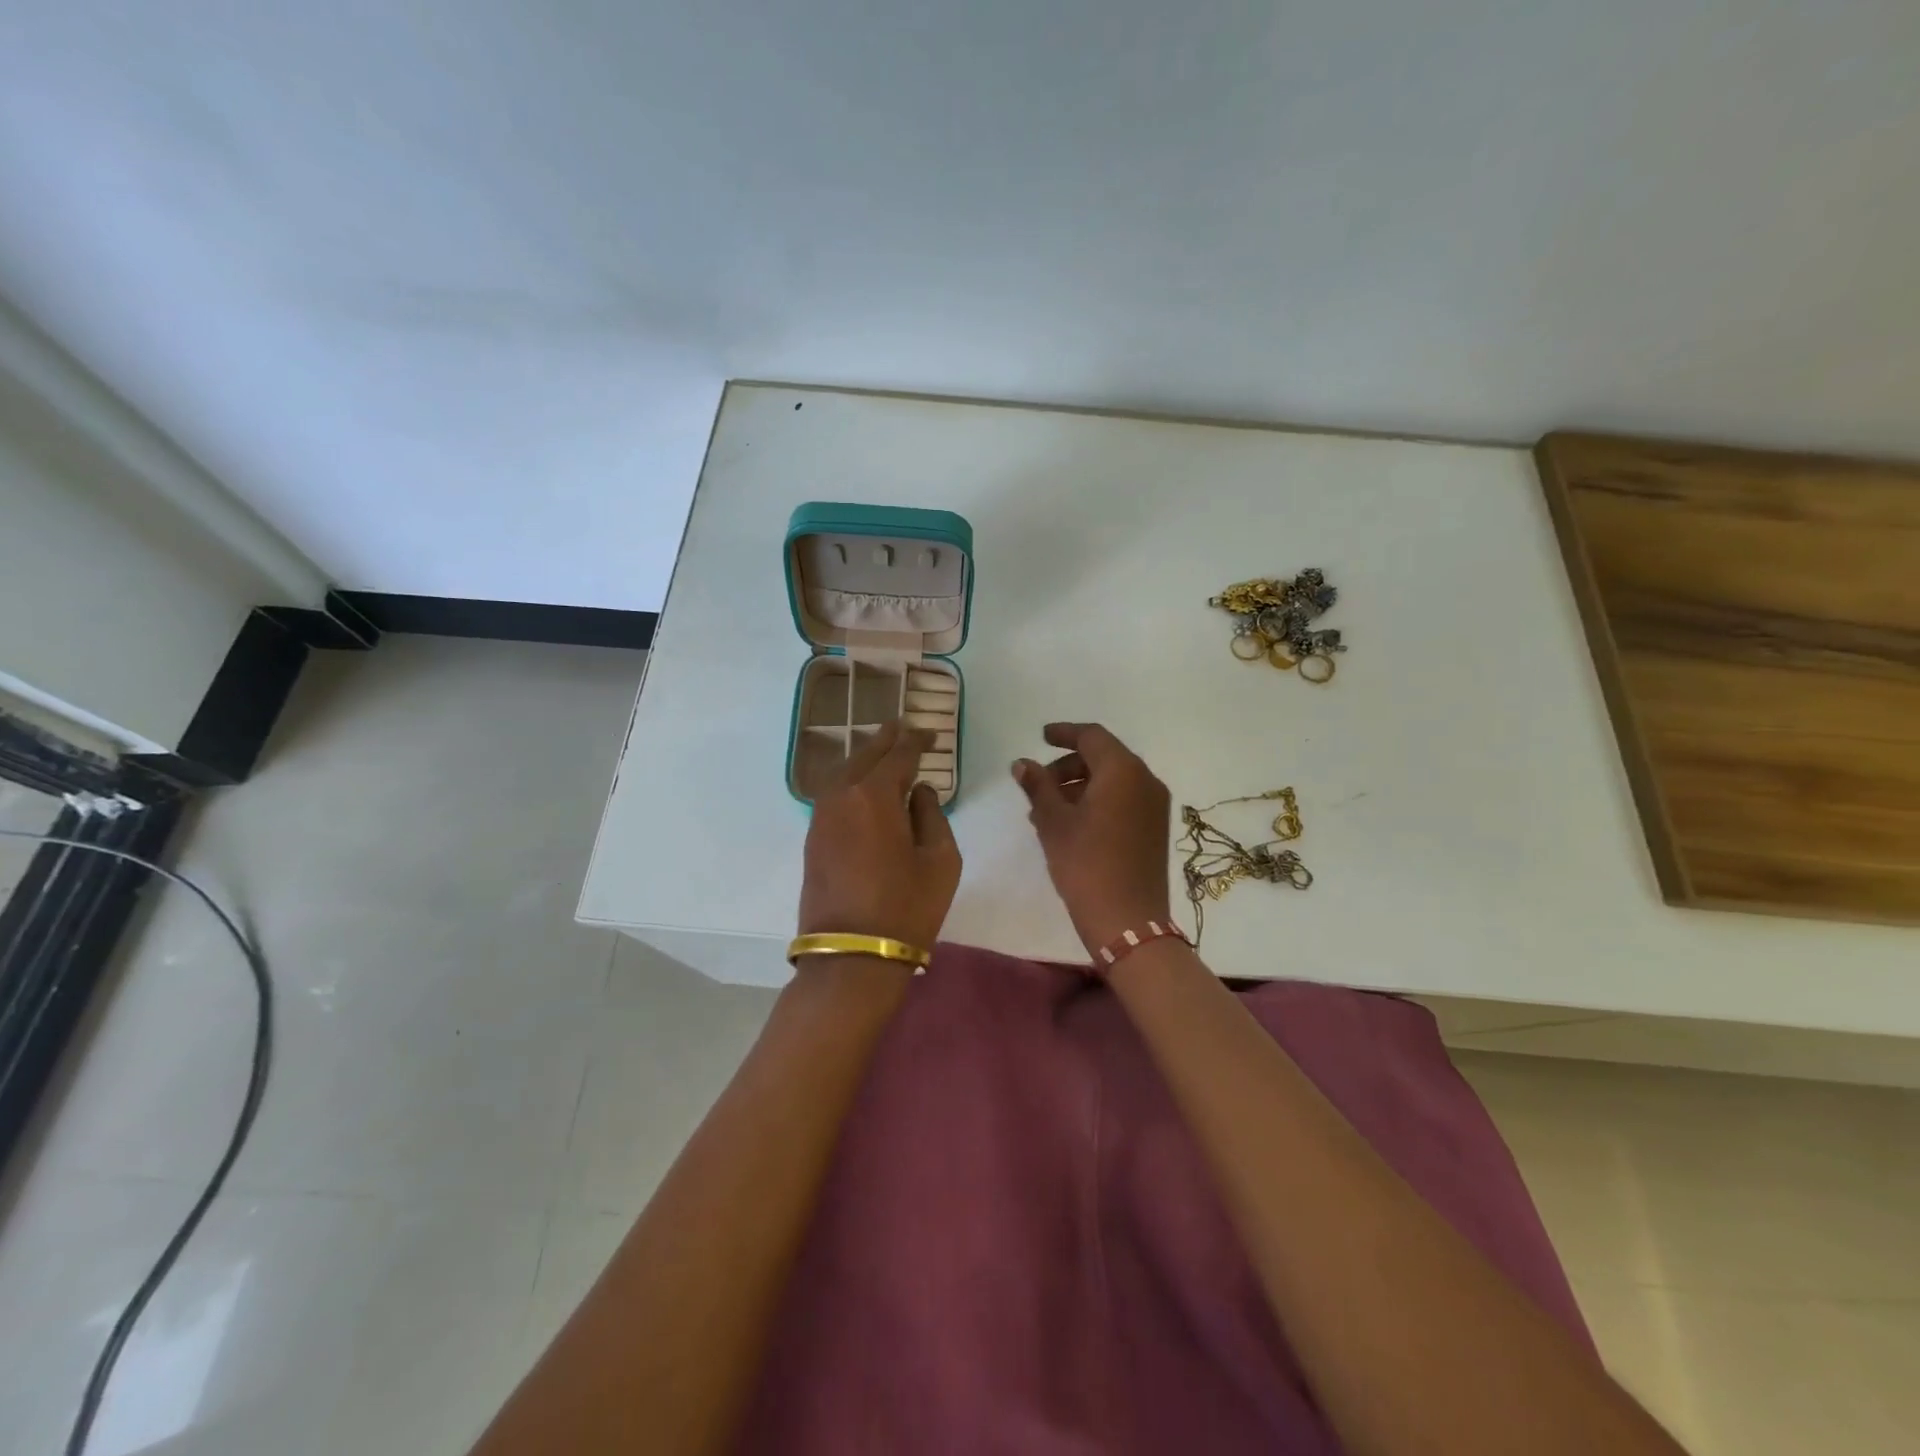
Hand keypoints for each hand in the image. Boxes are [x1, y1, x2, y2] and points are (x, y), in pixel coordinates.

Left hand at [799, 720, 960, 951]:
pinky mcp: (813, 838)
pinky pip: (834, 794)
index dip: (916, 740)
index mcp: (875, 795)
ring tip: (884, 751)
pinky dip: (851, 781)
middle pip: (865, 755)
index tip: (930, 734)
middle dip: (886, 739)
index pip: (898, 754)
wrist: (852, 956)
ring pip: (844, 772)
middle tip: (903, 727)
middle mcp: (842, 796)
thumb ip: (932, 815)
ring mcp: (821, 817)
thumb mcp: (941, 860)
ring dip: (865, 758)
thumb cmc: (907, 907)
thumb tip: (918, 792)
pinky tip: (864, 786)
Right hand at [1013, 722, 1172, 953]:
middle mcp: (1145, 780)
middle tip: (1039, 785)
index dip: (1064, 733)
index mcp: (1123, 770)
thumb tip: (1022, 763)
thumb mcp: (1053, 822)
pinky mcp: (1155, 828)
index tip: (1041, 737)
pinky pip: (1123, 800)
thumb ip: (1038, 786)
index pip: (1092, 736)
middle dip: (1069, 765)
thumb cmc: (1086, 864)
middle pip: (1104, 757)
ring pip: (1113, 780)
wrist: (1127, 920)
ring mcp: (1154, 806)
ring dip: (1080, 786)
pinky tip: (1071, 824)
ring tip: (1047, 810)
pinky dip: (1097, 801)